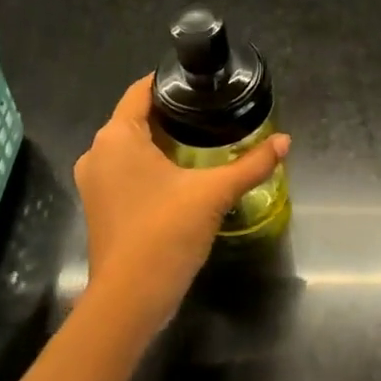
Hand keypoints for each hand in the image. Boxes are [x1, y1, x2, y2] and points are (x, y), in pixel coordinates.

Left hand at [73, 75, 289, 331]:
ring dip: (163, 141)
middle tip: (213, 111)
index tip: (202, 82)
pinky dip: (151, 165)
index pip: (141, 91)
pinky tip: (183, 172)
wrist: (130, 299)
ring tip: (204, 138)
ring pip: (131, 146)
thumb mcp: (214, 193)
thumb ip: (251, 164)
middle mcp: (98, 153)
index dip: (170, 82)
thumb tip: (285, 141)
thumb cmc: (166, 232)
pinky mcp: (101, 206)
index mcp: (116, 137)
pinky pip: (127, 170)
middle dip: (173, 114)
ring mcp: (95, 182)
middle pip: (137, 118)